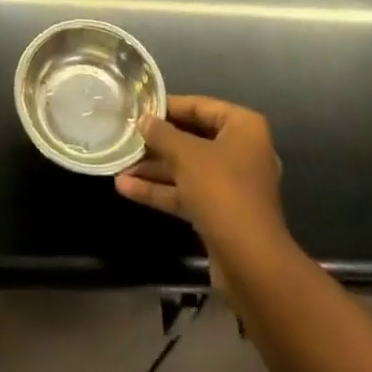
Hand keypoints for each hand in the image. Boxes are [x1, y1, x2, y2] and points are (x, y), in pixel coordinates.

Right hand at [116, 96, 285, 255]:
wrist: (251, 265)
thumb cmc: (222, 192)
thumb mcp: (186, 155)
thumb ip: (162, 134)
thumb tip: (144, 120)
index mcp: (243, 127)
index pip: (200, 106)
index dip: (168, 106)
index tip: (140, 107)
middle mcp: (241, 151)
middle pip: (192, 138)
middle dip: (158, 142)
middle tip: (127, 136)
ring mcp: (232, 185)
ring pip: (187, 169)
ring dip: (154, 168)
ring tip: (119, 164)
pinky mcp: (220, 214)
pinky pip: (188, 193)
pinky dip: (161, 191)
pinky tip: (126, 188)